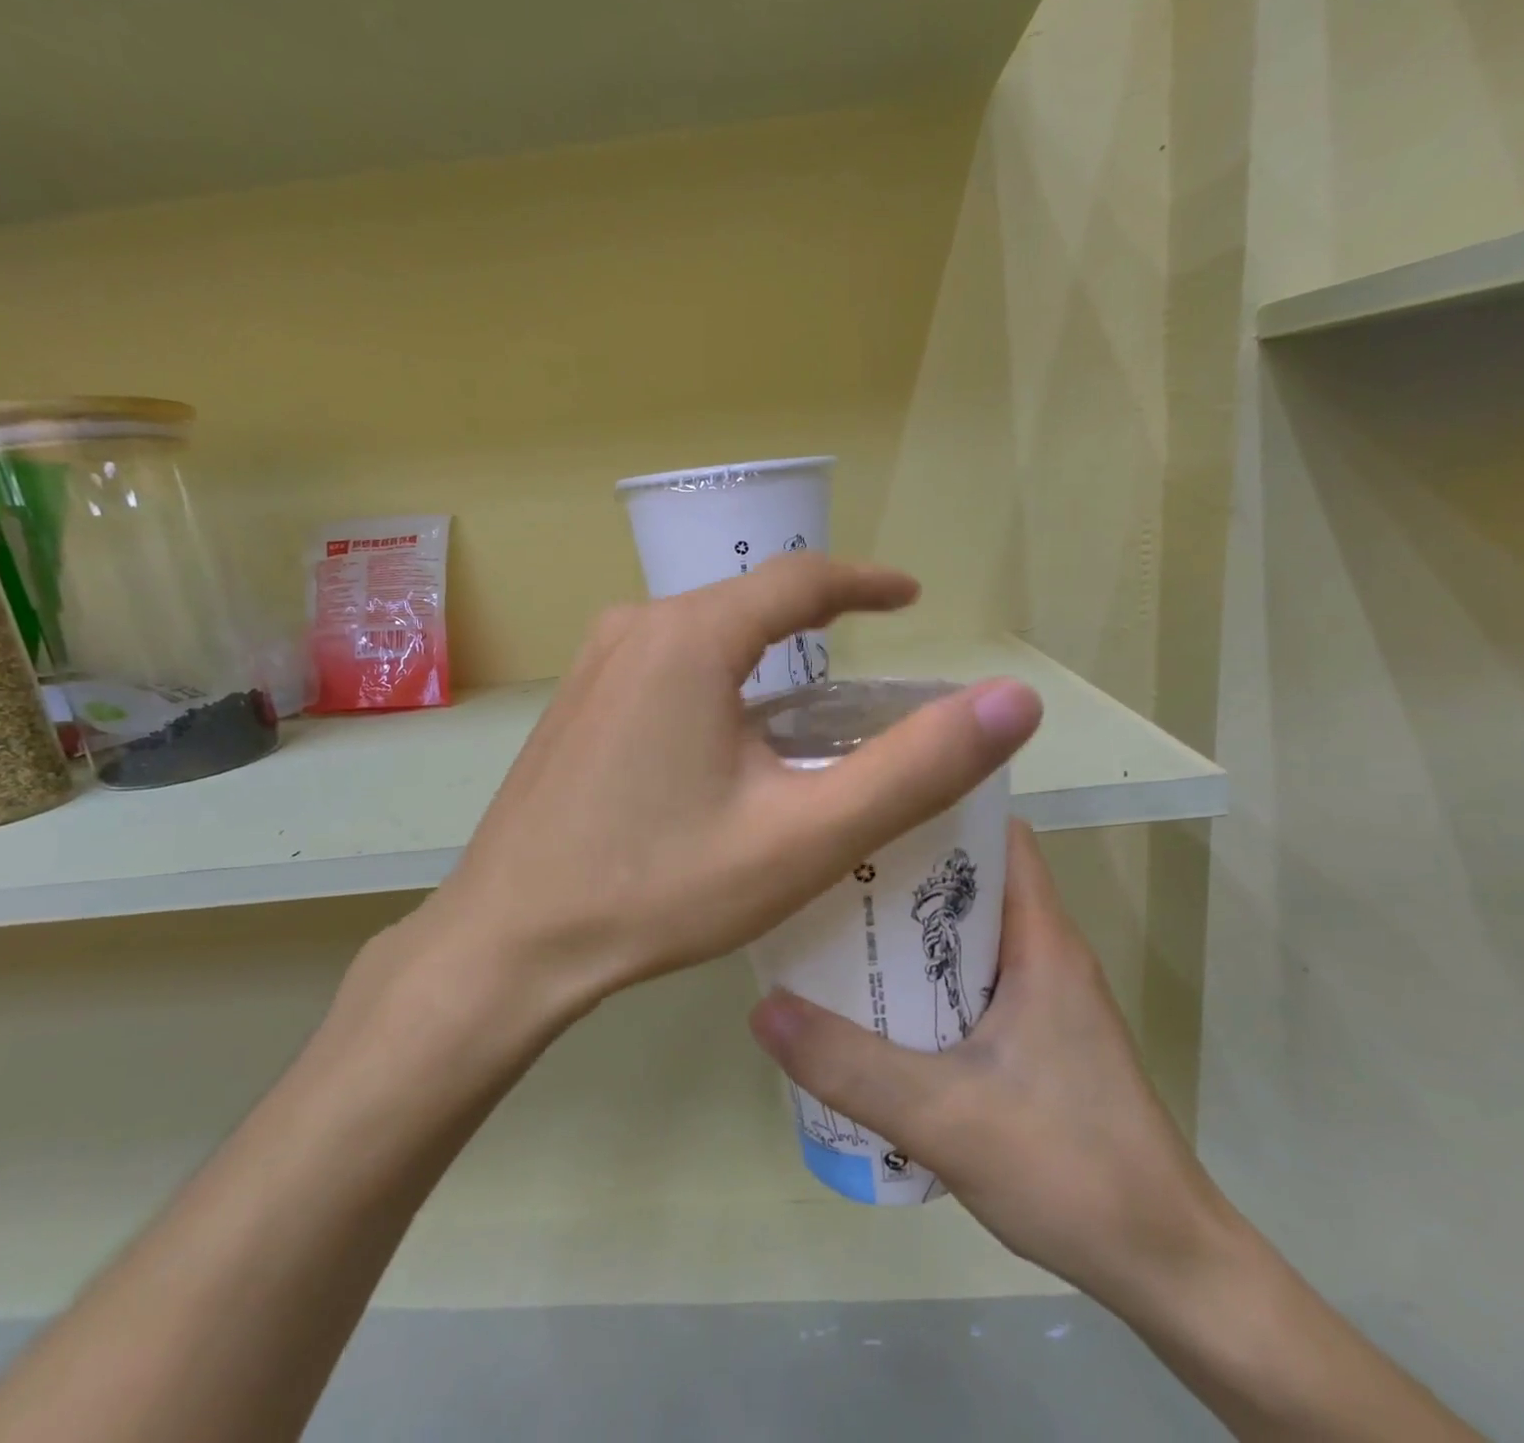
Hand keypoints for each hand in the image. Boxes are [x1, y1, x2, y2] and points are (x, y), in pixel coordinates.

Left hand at [349, 553, 1044, 1045]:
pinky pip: (666, 669)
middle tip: (872, 655)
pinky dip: (720, 684)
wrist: (510, 941)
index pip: (799, 580)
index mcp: (688, 637)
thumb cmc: (659, 888)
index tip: (911, 597)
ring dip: (766, 659)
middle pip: (748, 606)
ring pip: (706, 638)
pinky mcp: (577, 705)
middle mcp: (634, 629)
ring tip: (815, 703)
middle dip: (818, 623)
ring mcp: (594, 666)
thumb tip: (1013, 700)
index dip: (865, 582)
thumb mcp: (804, 836)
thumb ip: (915, 766)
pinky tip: (734, 741)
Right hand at [748, 819, 1232, 1322]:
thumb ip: (850, 1066)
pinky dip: (924, 974)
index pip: (995, 835)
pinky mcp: (1036, 1036)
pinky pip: (970, 978)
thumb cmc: (1071, 1169)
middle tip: (828, 867)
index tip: (868, 804)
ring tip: (835, 925)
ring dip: (909, 928)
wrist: (1167, 1267)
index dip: (937, 807)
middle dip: (902, 869)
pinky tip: (876, 1001)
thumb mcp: (945, 1117)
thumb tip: (763, 1008)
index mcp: (1041, 940)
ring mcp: (1043, 996)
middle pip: (969, 879)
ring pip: (966, 932)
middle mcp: (1045, 952)